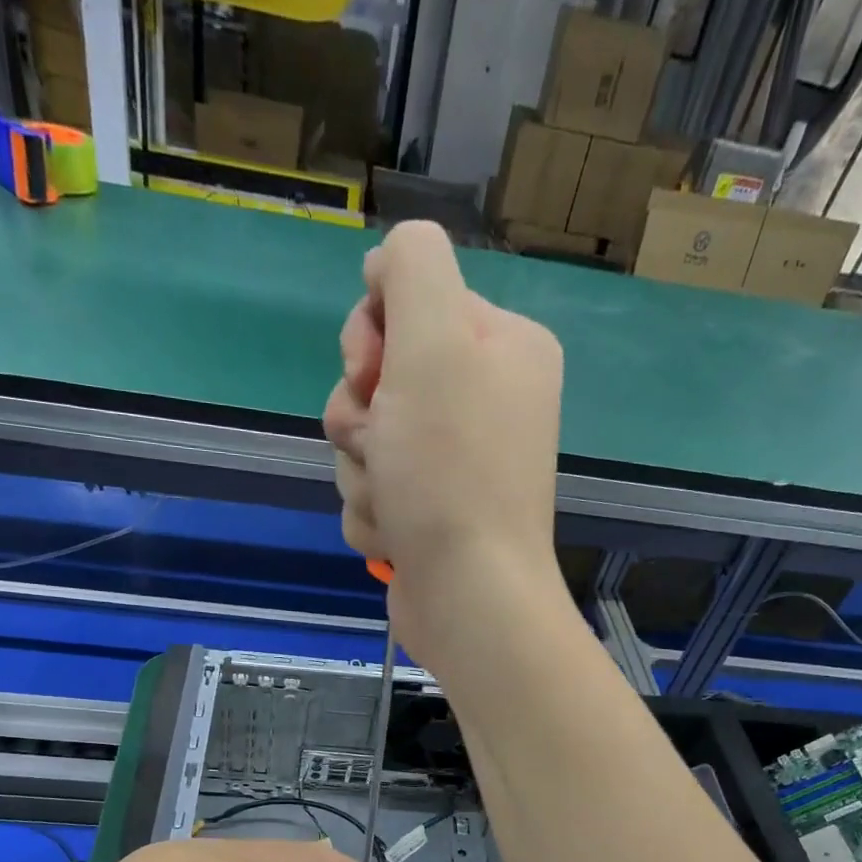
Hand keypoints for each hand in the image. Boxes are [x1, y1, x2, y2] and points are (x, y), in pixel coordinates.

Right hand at [323, 221, 567, 668]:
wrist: (469, 596)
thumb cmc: (451, 470)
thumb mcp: (433, 340)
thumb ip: (412, 267)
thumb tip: (386, 265)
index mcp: (501, 347)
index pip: (407, 302)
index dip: (371, 338)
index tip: (374, 373)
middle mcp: (485, 400)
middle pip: (377, 378)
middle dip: (359, 418)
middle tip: (383, 447)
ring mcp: (456, 464)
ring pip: (365, 442)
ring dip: (362, 474)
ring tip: (394, 505)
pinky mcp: (430, 514)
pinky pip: (371, 493)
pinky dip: (373, 516)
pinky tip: (398, 538)